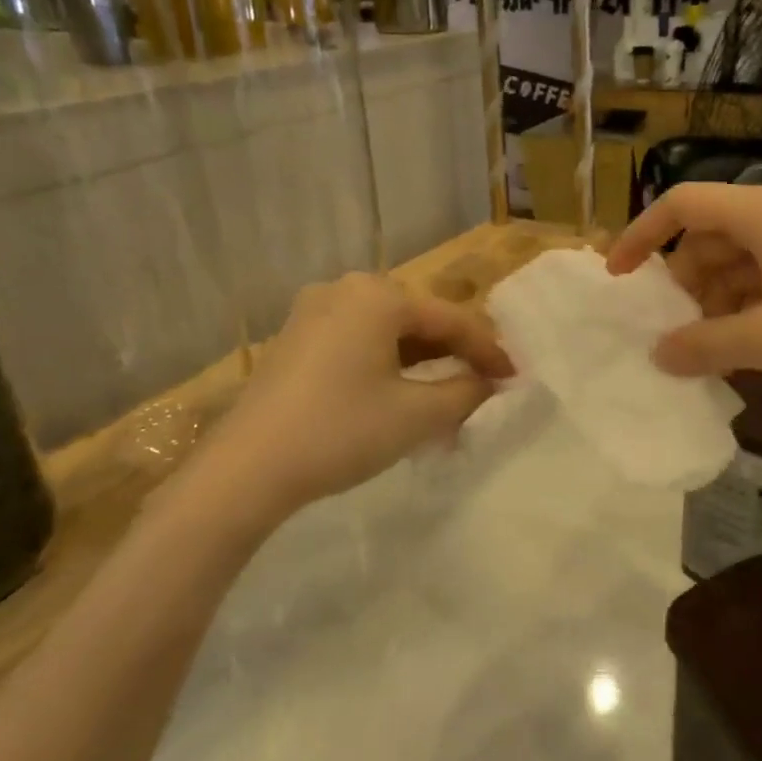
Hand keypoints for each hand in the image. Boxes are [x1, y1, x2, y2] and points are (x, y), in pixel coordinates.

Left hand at [196, 273, 512, 520]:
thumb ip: (465, 391)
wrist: (246, 470)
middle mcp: (344, 290)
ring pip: (387, 333)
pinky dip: (388, 366)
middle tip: (484, 385)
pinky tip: (402, 395)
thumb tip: (488, 382)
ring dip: (422, 364)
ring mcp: (312, 313)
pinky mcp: (295, 340)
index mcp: (377, 295)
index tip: (515, 377)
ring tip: (450, 396)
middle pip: (418, 320)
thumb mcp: (417, 415)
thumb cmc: (341, 432)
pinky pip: (358, 343)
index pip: (450, 319)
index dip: (488, 350)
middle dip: (454, 355)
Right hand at [607, 182, 761, 402]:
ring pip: (742, 256)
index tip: (618, 278)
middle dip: (684, 280)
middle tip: (676, 330)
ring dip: (718, 298)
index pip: (683, 205)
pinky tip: (754, 344)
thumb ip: (707, 345)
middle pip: (711, 233)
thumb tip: (658, 354)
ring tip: (715, 347)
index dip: (641, 236)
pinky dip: (751, 303)